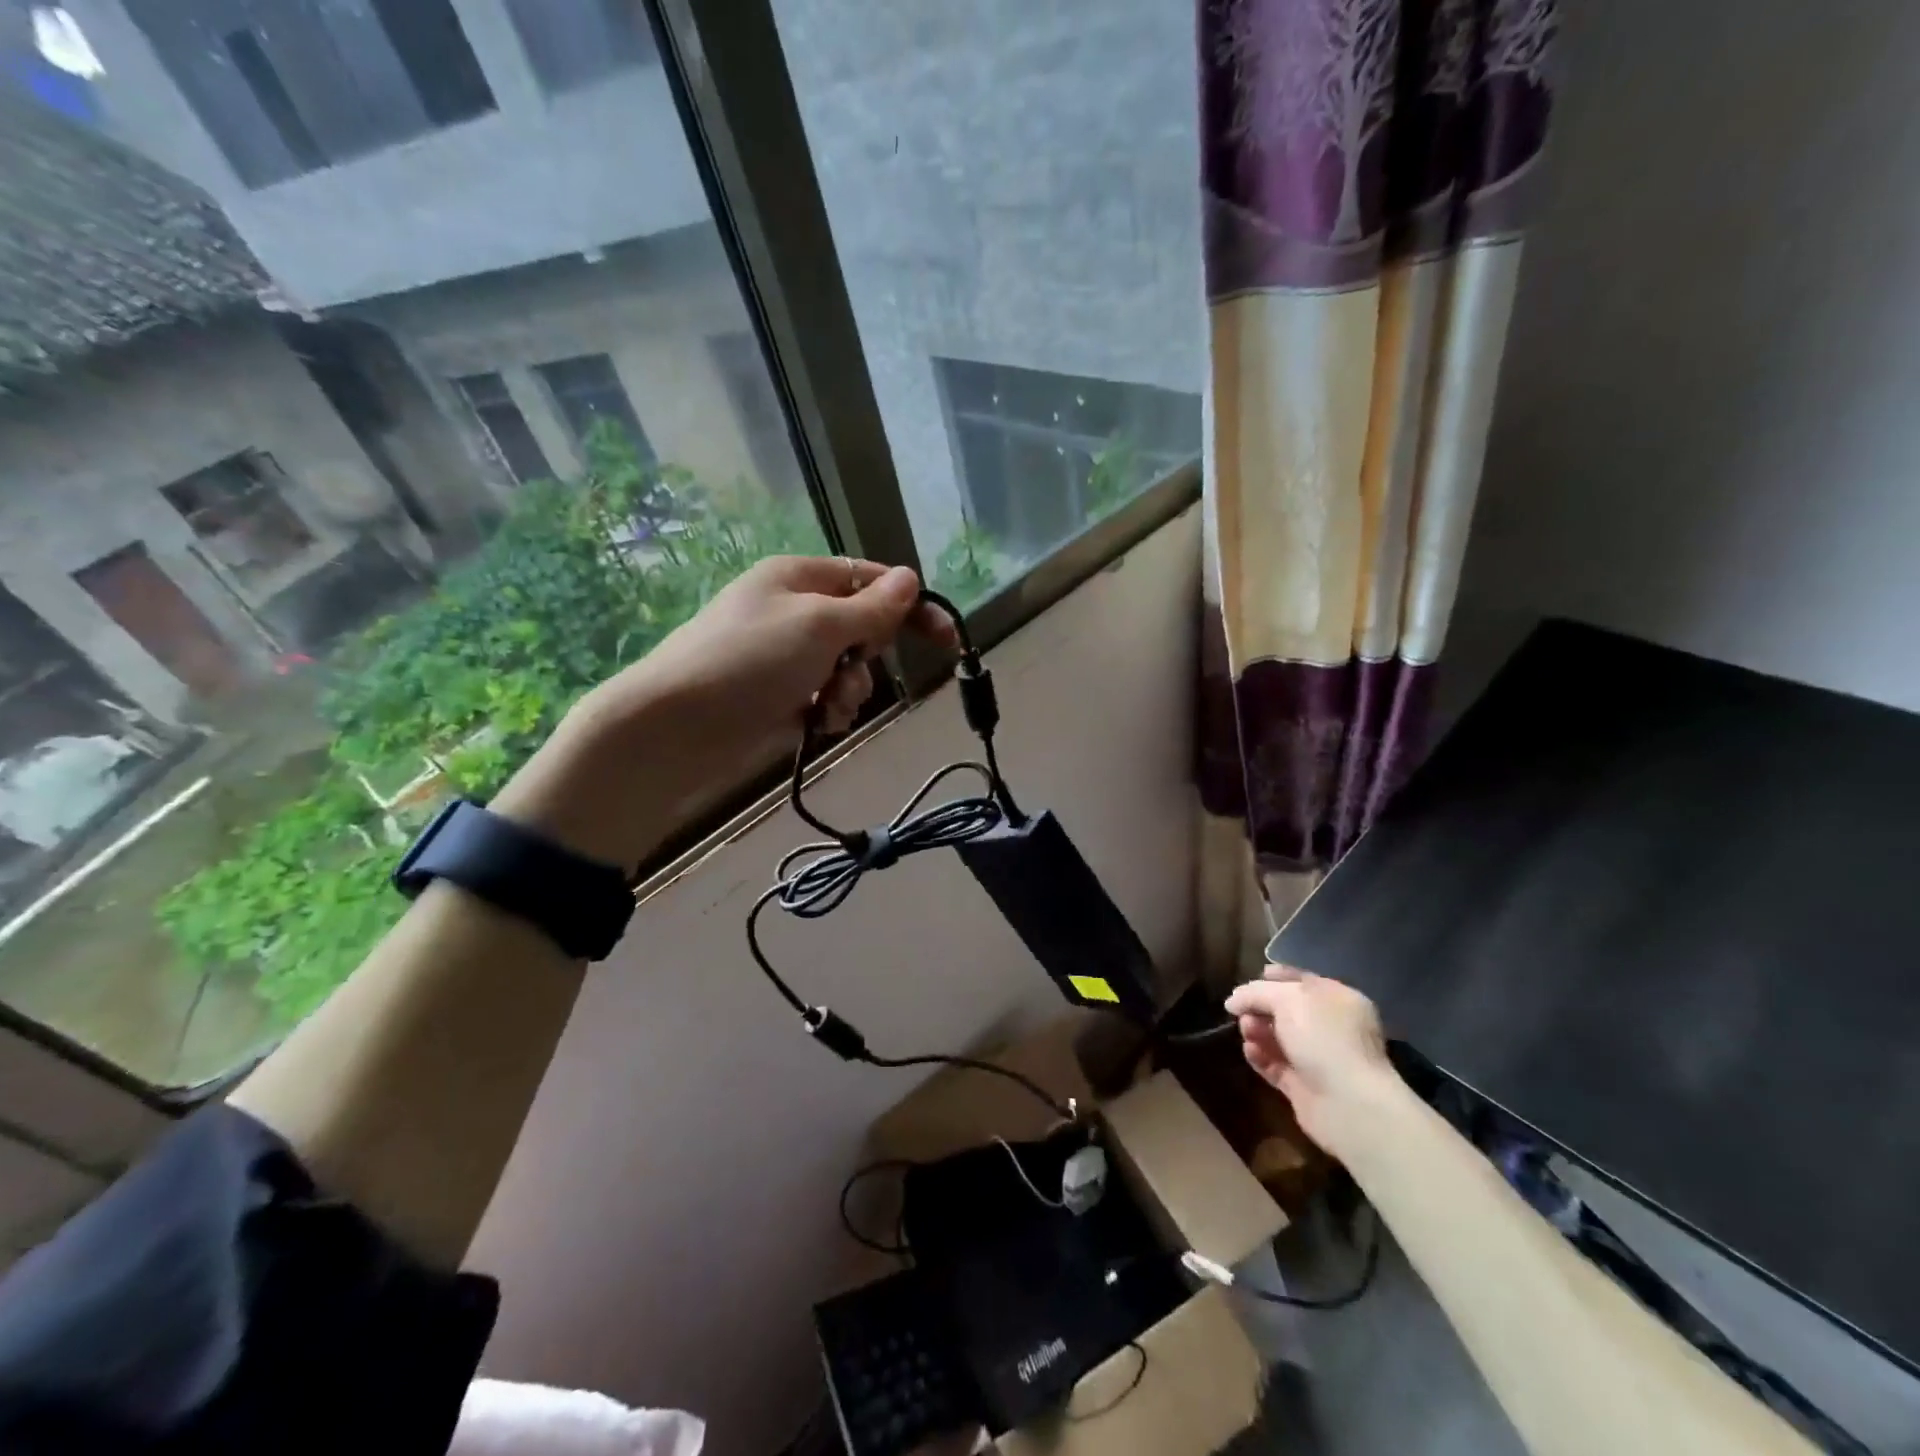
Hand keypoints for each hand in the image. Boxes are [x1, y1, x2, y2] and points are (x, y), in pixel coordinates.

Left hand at [590, 553, 954, 752]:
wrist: (678, 727)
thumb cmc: (751, 660)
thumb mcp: (820, 624)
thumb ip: (871, 607)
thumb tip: (909, 577)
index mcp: (799, 578)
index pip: (870, 580)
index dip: (910, 605)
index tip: (946, 637)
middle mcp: (794, 611)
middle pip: (862, 628)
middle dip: (868, 655)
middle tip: (850, 668)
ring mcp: (785, 657)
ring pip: (848, 669)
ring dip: (850, 690)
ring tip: (826, 705)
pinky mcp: (779, 696)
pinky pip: (826, 698)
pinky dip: (829, 711)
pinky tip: (815, 723)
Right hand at [1224, 965, 1397, 1153]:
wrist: (1349, 1105)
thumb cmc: (1323, 1038)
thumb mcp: (1286, 999)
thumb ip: (1256, 993)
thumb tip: (1233, 1001)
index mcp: (1338, 999)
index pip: (1302, 980)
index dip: (1275, 978)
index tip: (1250, 978)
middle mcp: (1332, 1027)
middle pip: (1286, 1010)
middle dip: (1260, 1008)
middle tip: (1241, 1011)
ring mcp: (1319, 1059)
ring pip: (1279, 1038)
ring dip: (1257, 1031)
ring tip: (1246, 1032)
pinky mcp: (1306, 1087)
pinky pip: (1276, 1065)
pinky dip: (1261, 1057)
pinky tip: (1250, 1051)